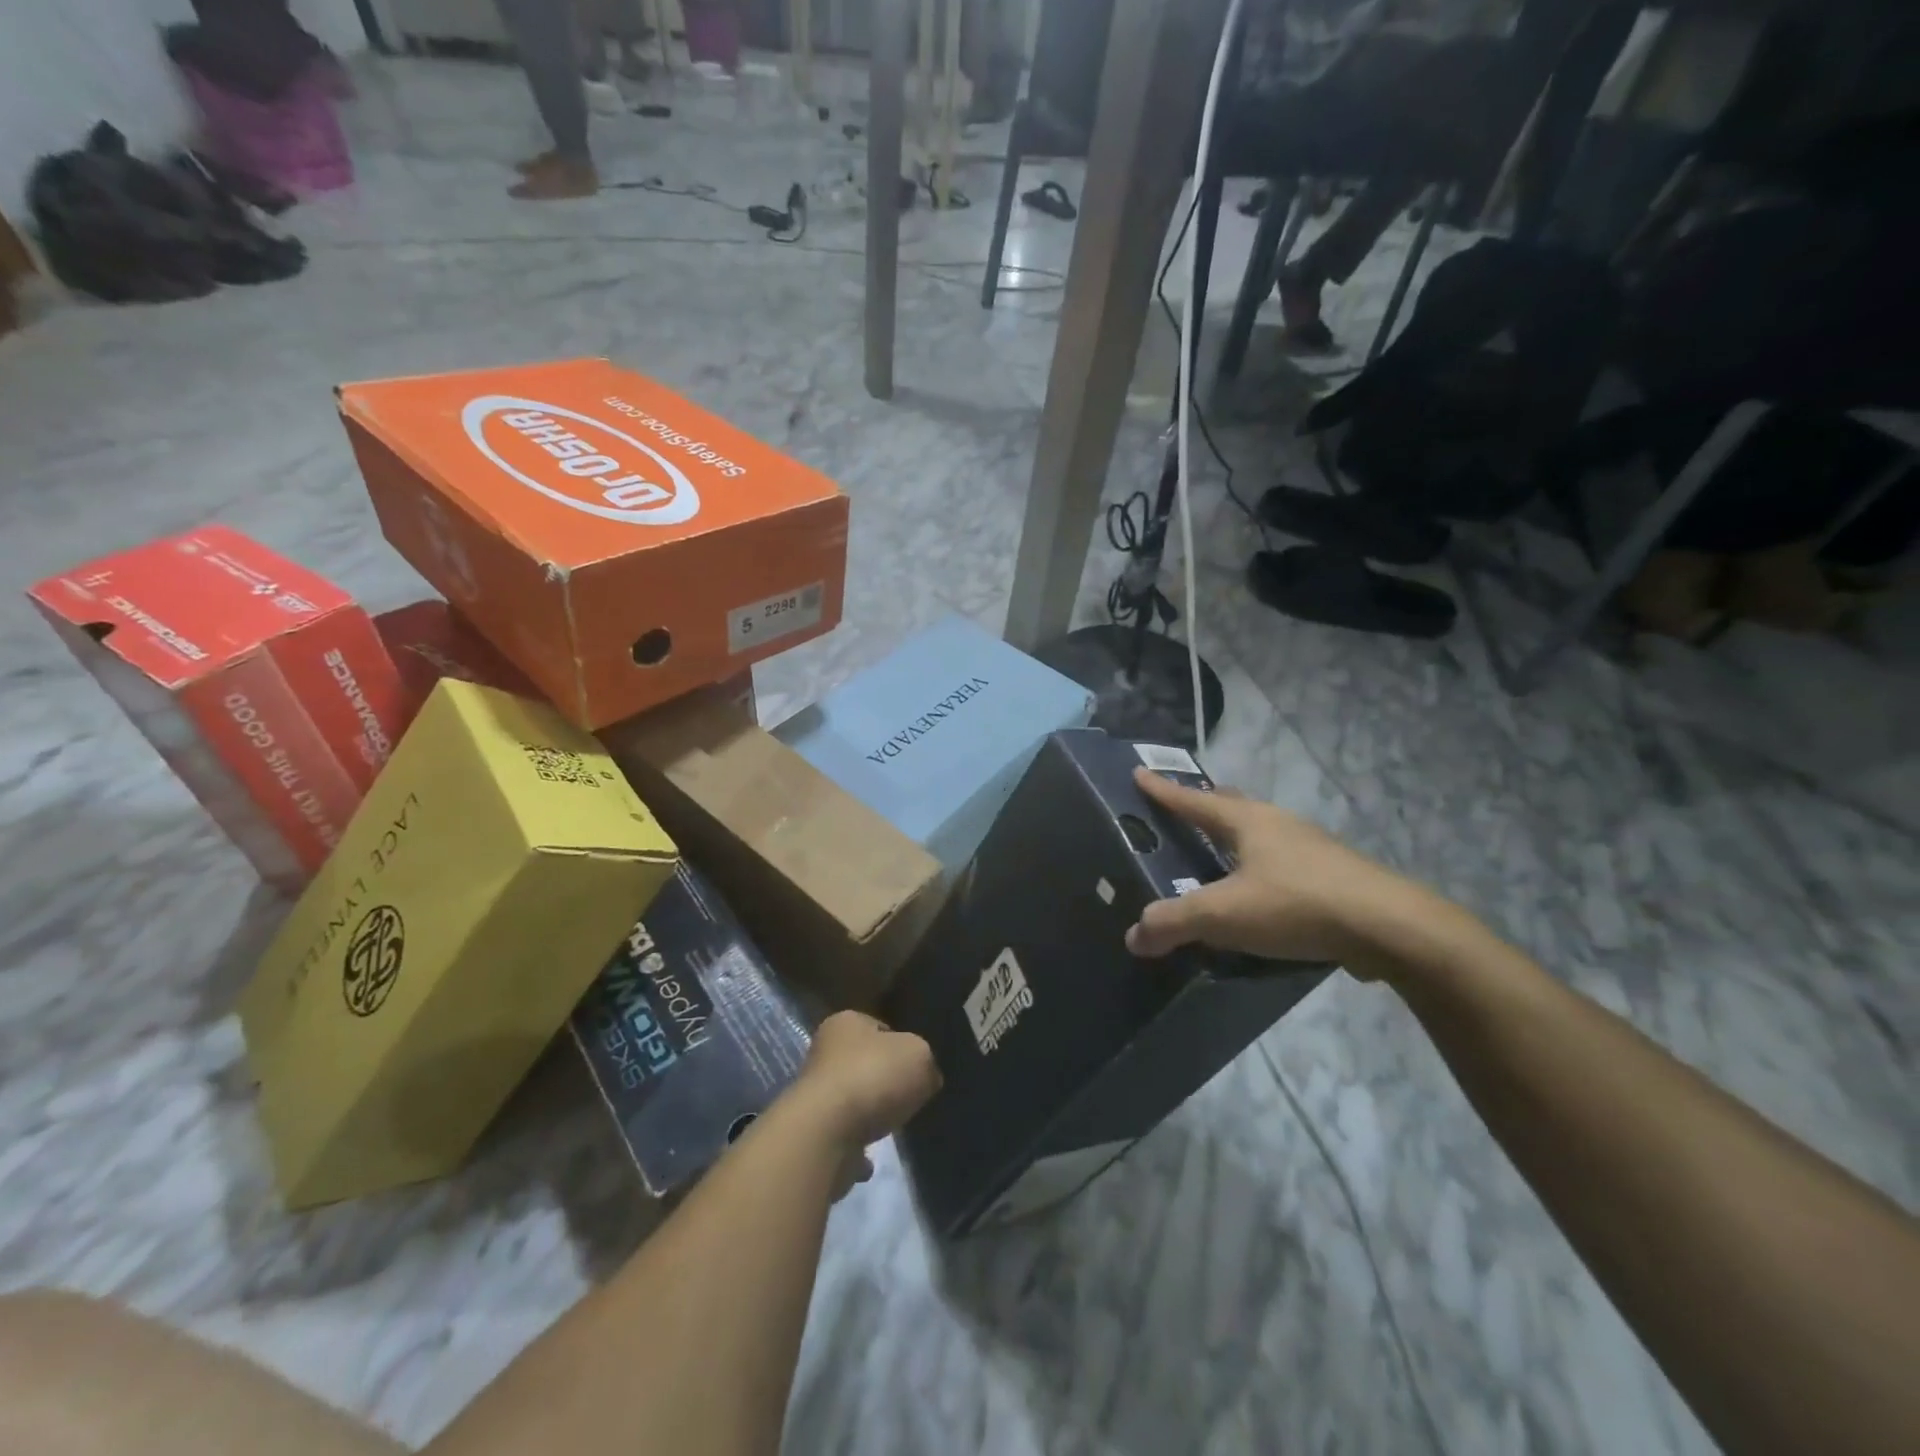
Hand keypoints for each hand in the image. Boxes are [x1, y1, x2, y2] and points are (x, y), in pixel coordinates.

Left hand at [791, 1012, 941, 1152]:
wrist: (825, 1134)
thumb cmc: (873, 1077)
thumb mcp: (919, 1056)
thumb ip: (925, 1062)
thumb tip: (924, 1078)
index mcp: (846, 1023)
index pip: (879, 1027)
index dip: (901, 1045)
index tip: (917, 1067)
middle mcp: (824, 1053)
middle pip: (863, 1064)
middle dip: (884, 1081)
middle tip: (908, 1097)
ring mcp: (813, 1095)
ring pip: (851, 1101)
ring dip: (868, 1114)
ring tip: (891, 1127)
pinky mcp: (811, 1134)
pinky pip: (841, 1138)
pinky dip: (855, 1149)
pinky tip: (870, 1159)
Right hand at [1125, 767, 1424, 977]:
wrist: (1390, 927)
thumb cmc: (1296, 904)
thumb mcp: (1223, 914)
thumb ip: (1174, 922)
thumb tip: (1134, 936)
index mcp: (1247, 820)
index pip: (1193, 800)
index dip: (1162, 790)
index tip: (1138, 773)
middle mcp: (1277, 824)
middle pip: (1229, 805)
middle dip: (1201, 806)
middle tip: (1176, 812)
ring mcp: (1309, 847)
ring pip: (1258, 833)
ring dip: (1231, 837)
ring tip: (1212, 855)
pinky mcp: (1330, 875)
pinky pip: (1279, 861)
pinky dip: (1256, 867)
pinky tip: (1255, 893)